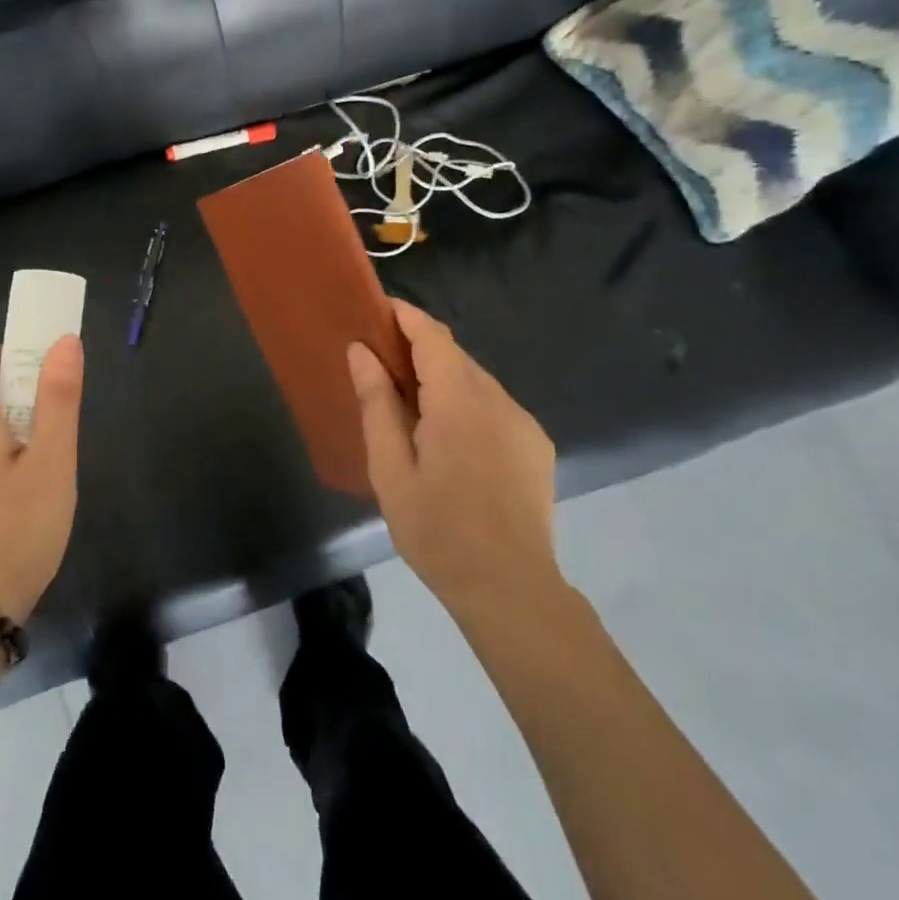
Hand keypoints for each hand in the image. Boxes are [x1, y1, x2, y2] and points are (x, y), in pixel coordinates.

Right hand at [347, 300, 563, 619]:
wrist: (511, 590)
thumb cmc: (438, 529)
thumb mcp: (390, 468)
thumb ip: (377, 402)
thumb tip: (361, 350)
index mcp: (459, 400)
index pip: (432, 335)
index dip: (405, 315)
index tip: (377, 310)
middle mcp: (498, 398)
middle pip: (454, 355)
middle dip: (419, 350)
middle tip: (383, 367)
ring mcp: (523, 422)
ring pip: (476, 381)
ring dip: (444, 381)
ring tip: (413, 411)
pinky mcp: (537, 445)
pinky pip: (495, 407)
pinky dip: (468, 405)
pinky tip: (453, 443)